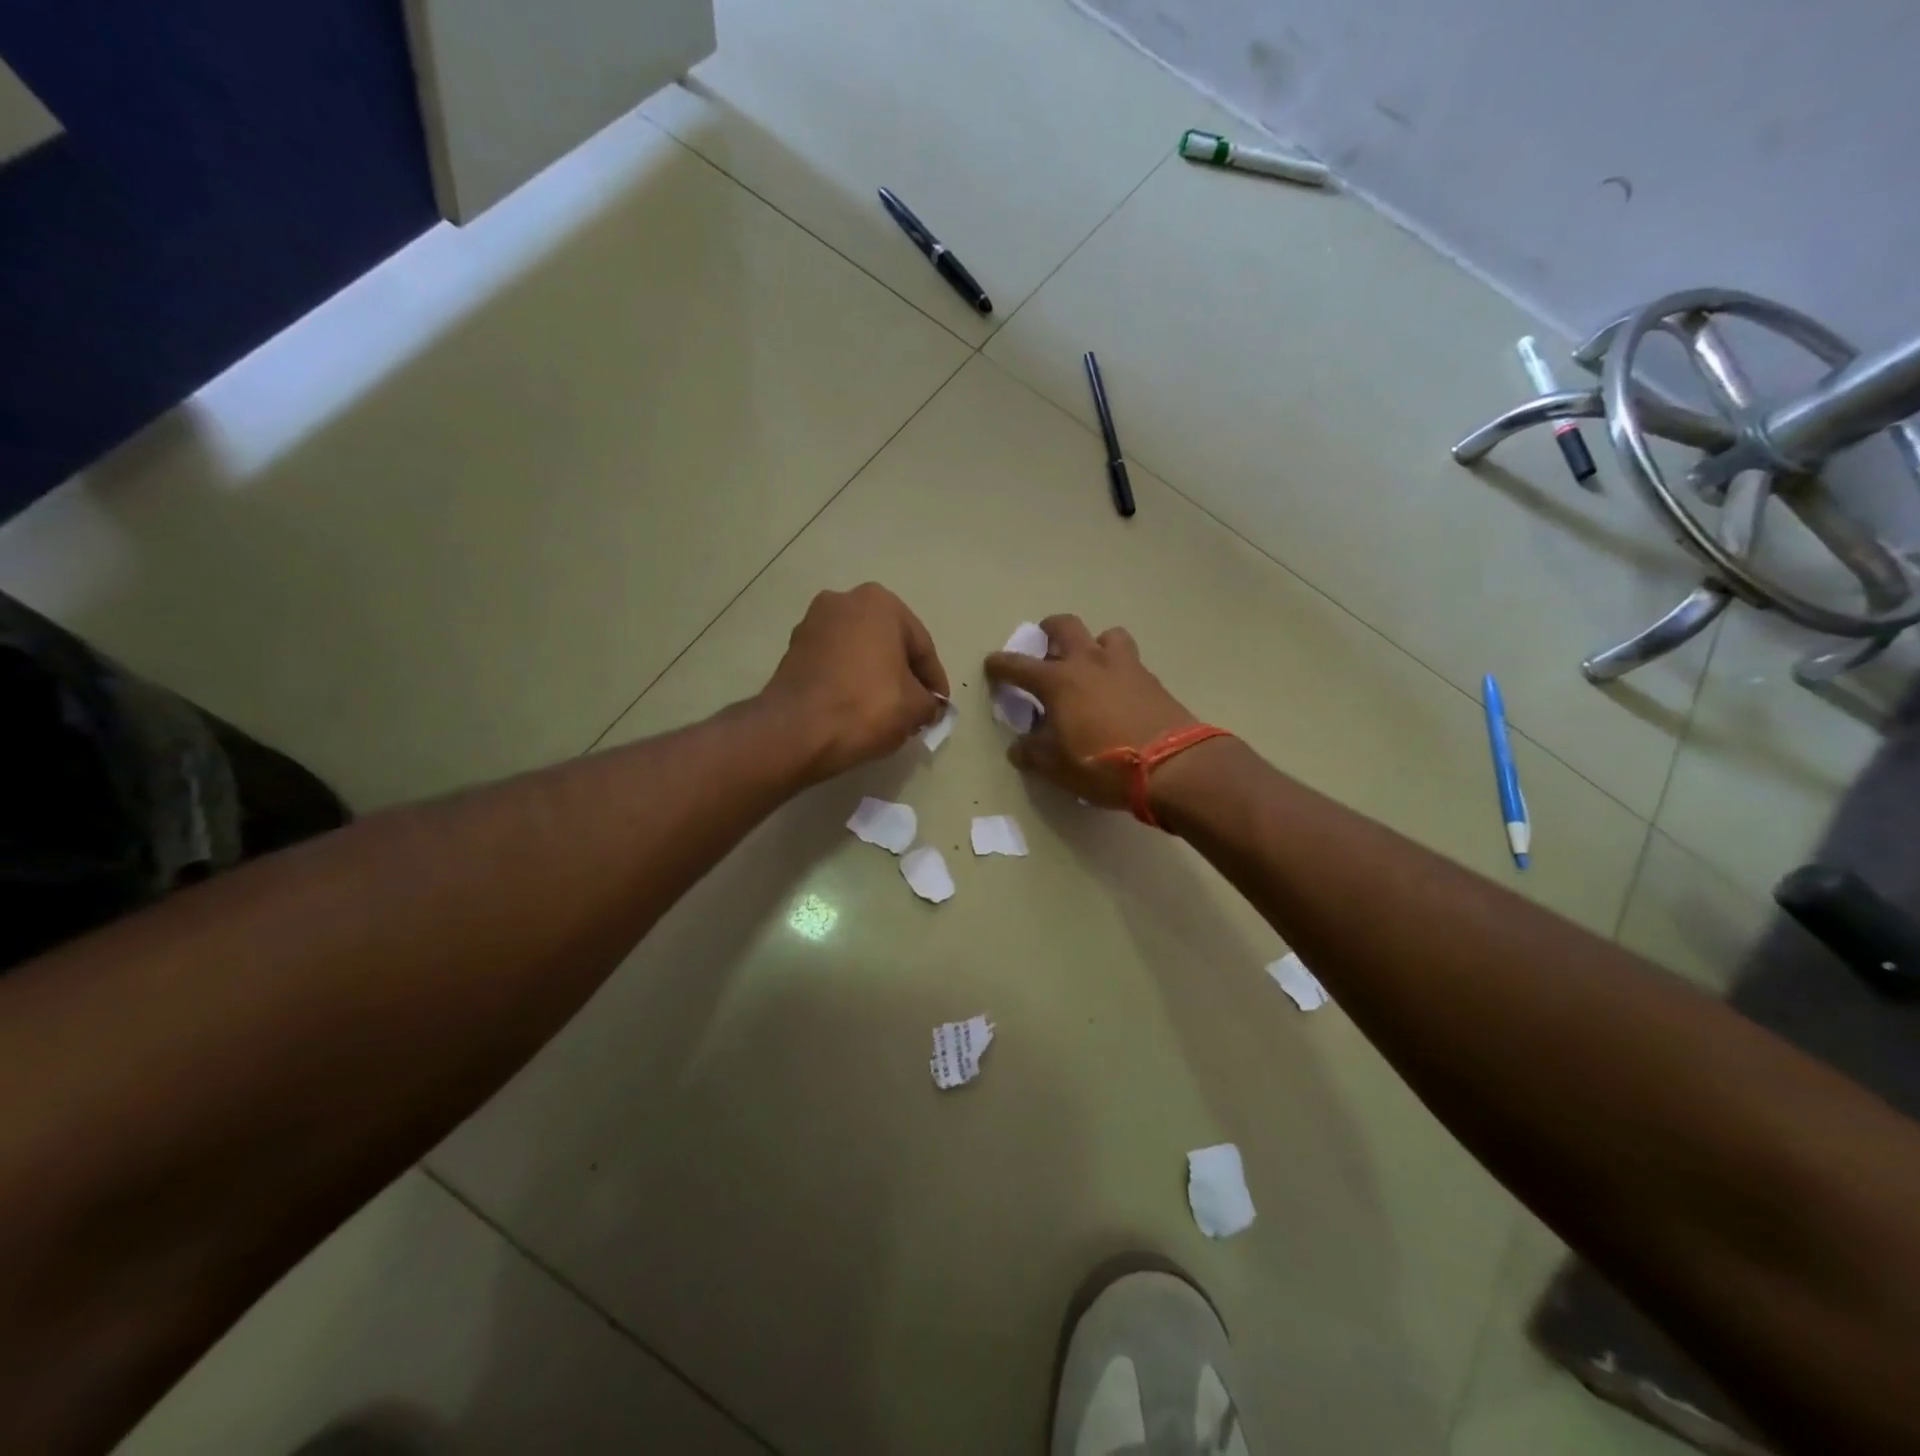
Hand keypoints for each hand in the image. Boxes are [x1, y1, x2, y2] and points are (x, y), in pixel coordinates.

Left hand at [762, 584, 950, 782]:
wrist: (797, 730)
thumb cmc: (867, 706)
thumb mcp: (916, 708)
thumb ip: (931, 703)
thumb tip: (929, 707)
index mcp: (879, 603)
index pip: (921, 646)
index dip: (934, 681)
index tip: (939, 708)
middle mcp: (843, 602)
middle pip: (888, 645)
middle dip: (903, 676)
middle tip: (915, 709)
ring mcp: (812, 625)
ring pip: (859, 654)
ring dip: (875, 678)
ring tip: (887, 714)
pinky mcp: (792, 651)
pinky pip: (834, 666)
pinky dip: (849, 683)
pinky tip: (857, 711)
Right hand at [984, 614, 1199, 809]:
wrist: (1173, 766)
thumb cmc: (1103, 765)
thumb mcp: (1057, 767)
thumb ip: (1032, 753)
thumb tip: (1019, 747)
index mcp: (1058, 681)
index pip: (1018, 665)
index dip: (1001, 665)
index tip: (992, 666)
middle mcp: (1089, 662)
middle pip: (1065, 626)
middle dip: (1050, 630)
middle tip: (1046, 646)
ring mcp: (1125, 666)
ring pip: (1106, 635)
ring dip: (1094, 644)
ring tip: (1092, 666)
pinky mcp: (1152, 679)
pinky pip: (1130, 661)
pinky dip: (1118, 669)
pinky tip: (1119, 692)